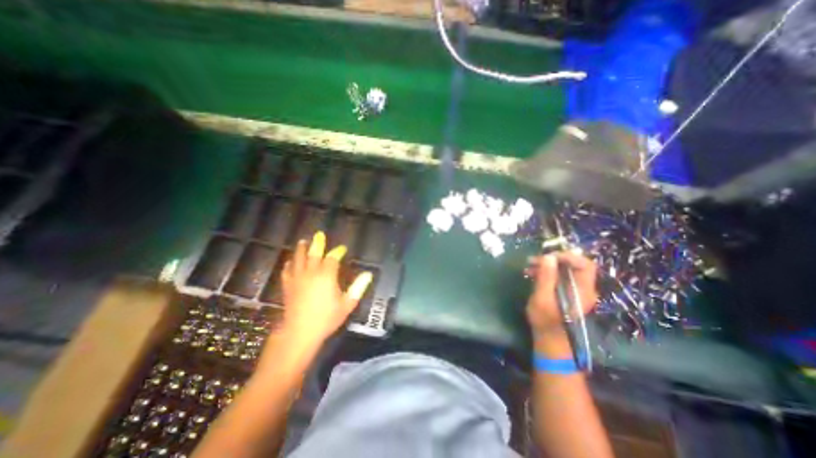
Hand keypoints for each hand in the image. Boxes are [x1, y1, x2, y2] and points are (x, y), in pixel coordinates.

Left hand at [277, 233, 371, 349]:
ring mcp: (297, 279)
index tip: (342, 249)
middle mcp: (311, 273)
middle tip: (319, 234)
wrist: (300, 333)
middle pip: (314, 254)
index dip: (338, 251)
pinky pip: (287, 271)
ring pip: (298, 259)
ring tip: (303, 241)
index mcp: (326, 275)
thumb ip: (358, 288)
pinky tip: (289, 261)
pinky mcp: (288, 286)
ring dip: (301, 249)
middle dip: (318, 243)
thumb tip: (368, 274)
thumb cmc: (327, 318)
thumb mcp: (347, 304)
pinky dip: (289, 264)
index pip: (333, 258)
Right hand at [522, 253, 597, 356]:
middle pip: (573, 266)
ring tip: (529, 266)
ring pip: (564, 271)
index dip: (568, 256)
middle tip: (533, 260)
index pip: (585, 265)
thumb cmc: (546, 322)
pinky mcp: (566, 294)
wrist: (550, 342)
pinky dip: (547, 273)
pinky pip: (559, 278)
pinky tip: (532, 274)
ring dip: (547, 266)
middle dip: (553, 260)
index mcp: (582, 290)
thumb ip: (546, 277)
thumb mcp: (542, 298)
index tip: (548, 256)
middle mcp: (583, 289)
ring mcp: (575, 292)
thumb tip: (549, 257)